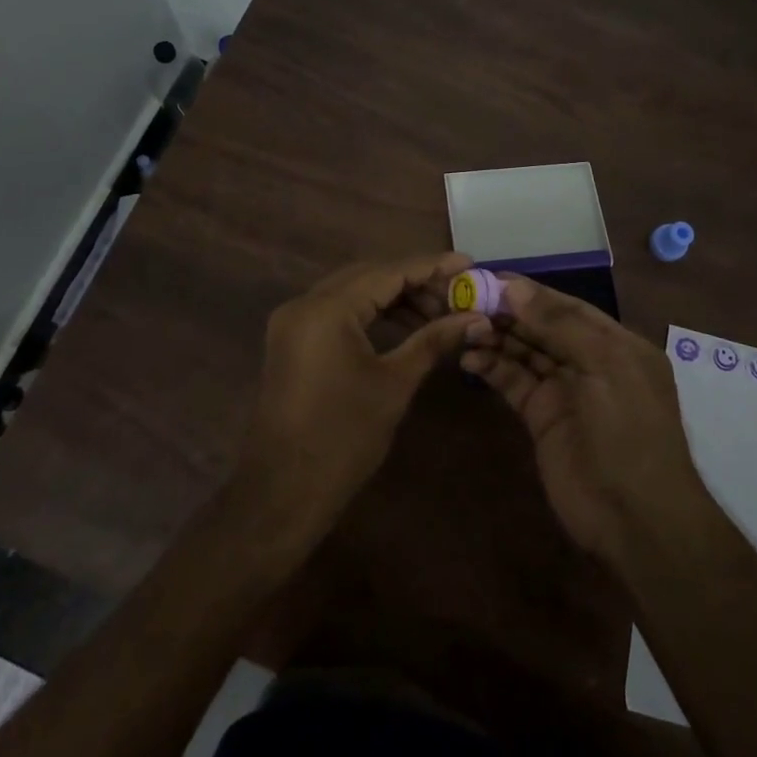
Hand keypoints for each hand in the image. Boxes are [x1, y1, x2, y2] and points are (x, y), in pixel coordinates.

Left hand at [238, 252, 485, 538]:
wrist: (282, 493)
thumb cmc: (343, 439)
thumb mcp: (394, 384)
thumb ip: (433, 340)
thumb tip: (475, 318)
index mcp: (326, 310)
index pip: (387, 272)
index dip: (431, 266)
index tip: (468, 263)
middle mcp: (304, 304)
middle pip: (368, 275)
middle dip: (414, 280)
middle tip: (456, 290)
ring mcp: (293, 321)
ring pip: (352, 291)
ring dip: (393, 296)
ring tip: (437, 311)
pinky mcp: (292, 340)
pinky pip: (336, 310)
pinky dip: (370, 312)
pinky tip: (403, 324)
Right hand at [461, 276, 708, 569]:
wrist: (635, 520)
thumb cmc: (629, 432)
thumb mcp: (604, 367)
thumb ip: (559, 325)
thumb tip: (513, 287)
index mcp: (616, 343)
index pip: (566, 307)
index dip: (529, 292)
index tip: (489, 277)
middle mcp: (589, 361)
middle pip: (542, 327)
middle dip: (507, 312)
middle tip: (463, 298)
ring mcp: (564, 391)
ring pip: (524, 352)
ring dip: (495, 337)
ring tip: (460, 325)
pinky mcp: (541, 418)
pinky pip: (514, 382)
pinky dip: (492, 368)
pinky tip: (468, 358)